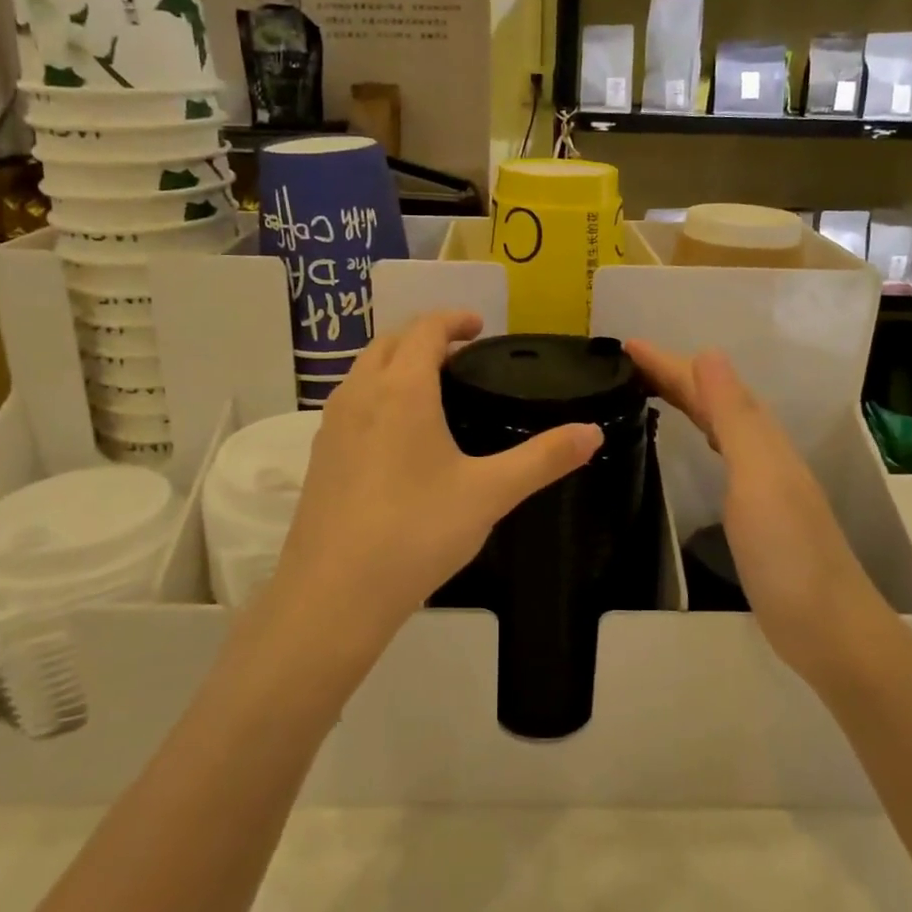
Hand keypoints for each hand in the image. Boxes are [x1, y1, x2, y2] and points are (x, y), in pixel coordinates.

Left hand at [266, 311, 602, 672]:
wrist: (335, 592)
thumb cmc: (417, 531)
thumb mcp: (490, 493)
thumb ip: (544, 458)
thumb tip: (592, 432)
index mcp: (402, 389)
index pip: (425, 329)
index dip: (454, 319)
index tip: (479, 325)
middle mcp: (360, 394)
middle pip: (390, 343)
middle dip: (424, 337)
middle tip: (460, 354)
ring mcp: (332, 425)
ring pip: (364, 372)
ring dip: (396, 364)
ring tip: (431, 389)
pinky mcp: (319, 457)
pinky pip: (351, 404)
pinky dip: (377, 395)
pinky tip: (397, 436)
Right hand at [625, 340, 875, 684]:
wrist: (825, 626)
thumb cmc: (787, 550)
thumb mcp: (758, 475)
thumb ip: (734, 416)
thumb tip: (708, 353)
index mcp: (759, 438)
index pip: (708, 385)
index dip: (669, 364)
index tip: (626, 346)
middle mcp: (761, 452)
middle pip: (713, 400)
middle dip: (673, 375)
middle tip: (626, 363)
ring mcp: (759, 483)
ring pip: (717, 424)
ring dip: (686, 400)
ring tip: (650, 390)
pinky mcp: (752, 512)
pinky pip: (720, 453)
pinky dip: (700, 433)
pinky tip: (694, 442)